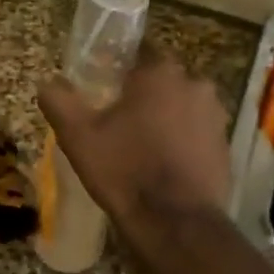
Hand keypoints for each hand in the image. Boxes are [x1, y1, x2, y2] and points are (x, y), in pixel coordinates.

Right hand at [38, 53, 230, 239]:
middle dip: (144, 94)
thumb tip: (48, 83)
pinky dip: (183, 141)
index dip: (120, 67)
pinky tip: (164, 164)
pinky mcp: (225, 145)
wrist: (175, 222)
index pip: (140, 51)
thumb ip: (59, 101)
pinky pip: (197, 133)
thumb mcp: (78, 136)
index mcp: (160, 73)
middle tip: (119, 120)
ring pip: (182, 106)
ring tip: (142, 145)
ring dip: (166, 117)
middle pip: (163, 80)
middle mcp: (195, 84)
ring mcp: (216, 115)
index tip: (105, 86)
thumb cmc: (124, 170)